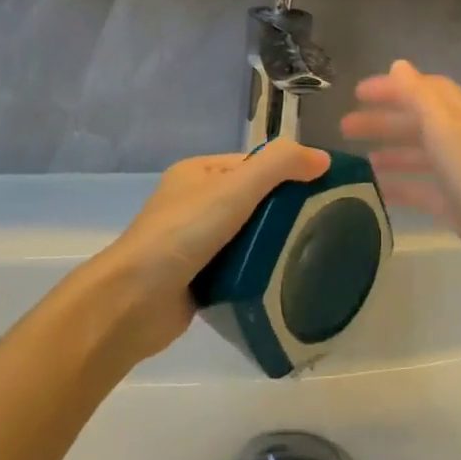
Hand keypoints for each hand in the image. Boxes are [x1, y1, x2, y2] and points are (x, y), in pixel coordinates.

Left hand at [91, 140, 330, 362]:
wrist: (135, 300)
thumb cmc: (184, 233)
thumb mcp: (235, 188)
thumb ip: (279, 166)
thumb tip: (322, 158)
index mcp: (198, 173)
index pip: (254, 164)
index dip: (288, 173)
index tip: (325, 191)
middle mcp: (194, 203)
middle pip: (253, 200)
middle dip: (285, 211)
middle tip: (325, 226)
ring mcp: (194, 243)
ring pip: (248, 235)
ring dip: (273, 243)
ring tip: (313, 253)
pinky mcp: (198, 278)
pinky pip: (239, 266)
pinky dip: (258, 270)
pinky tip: (284, 279)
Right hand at [340, 61, 460, 309]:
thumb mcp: (444, 128)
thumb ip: (419, 95)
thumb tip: (398, 65)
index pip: (428, 90)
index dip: (394, 87)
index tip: (357, 94)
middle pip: (421, 122)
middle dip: (384, 120)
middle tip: (345, 127)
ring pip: (421, 155)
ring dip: (390, 151)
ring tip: (358, 159)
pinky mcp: (458, 206)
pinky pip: (423, 188)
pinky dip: (401, 185)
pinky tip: (377, 190)